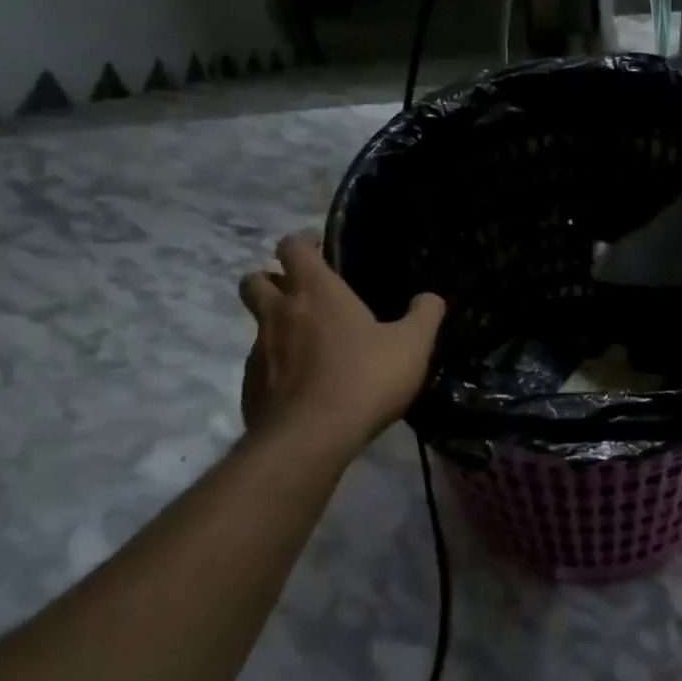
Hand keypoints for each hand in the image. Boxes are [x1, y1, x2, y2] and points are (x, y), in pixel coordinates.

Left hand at [239, 236, 445, 450]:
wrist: (310, 439)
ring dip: (276, 324)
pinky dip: (277, 365)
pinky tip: (304, 384)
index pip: (292, 247)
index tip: (318, 247)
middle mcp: (280, 313)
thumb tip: (431, 297)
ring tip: (309, 343)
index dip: (302, 241)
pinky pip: (261, 364)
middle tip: (301, 291)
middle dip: (271, 277)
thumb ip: (425, 315)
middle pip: (255, 280)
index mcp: (316, 292)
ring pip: (258, 324)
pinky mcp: (250, 387)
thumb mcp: (413, 345)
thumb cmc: (365, 378)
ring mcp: (259, 351)